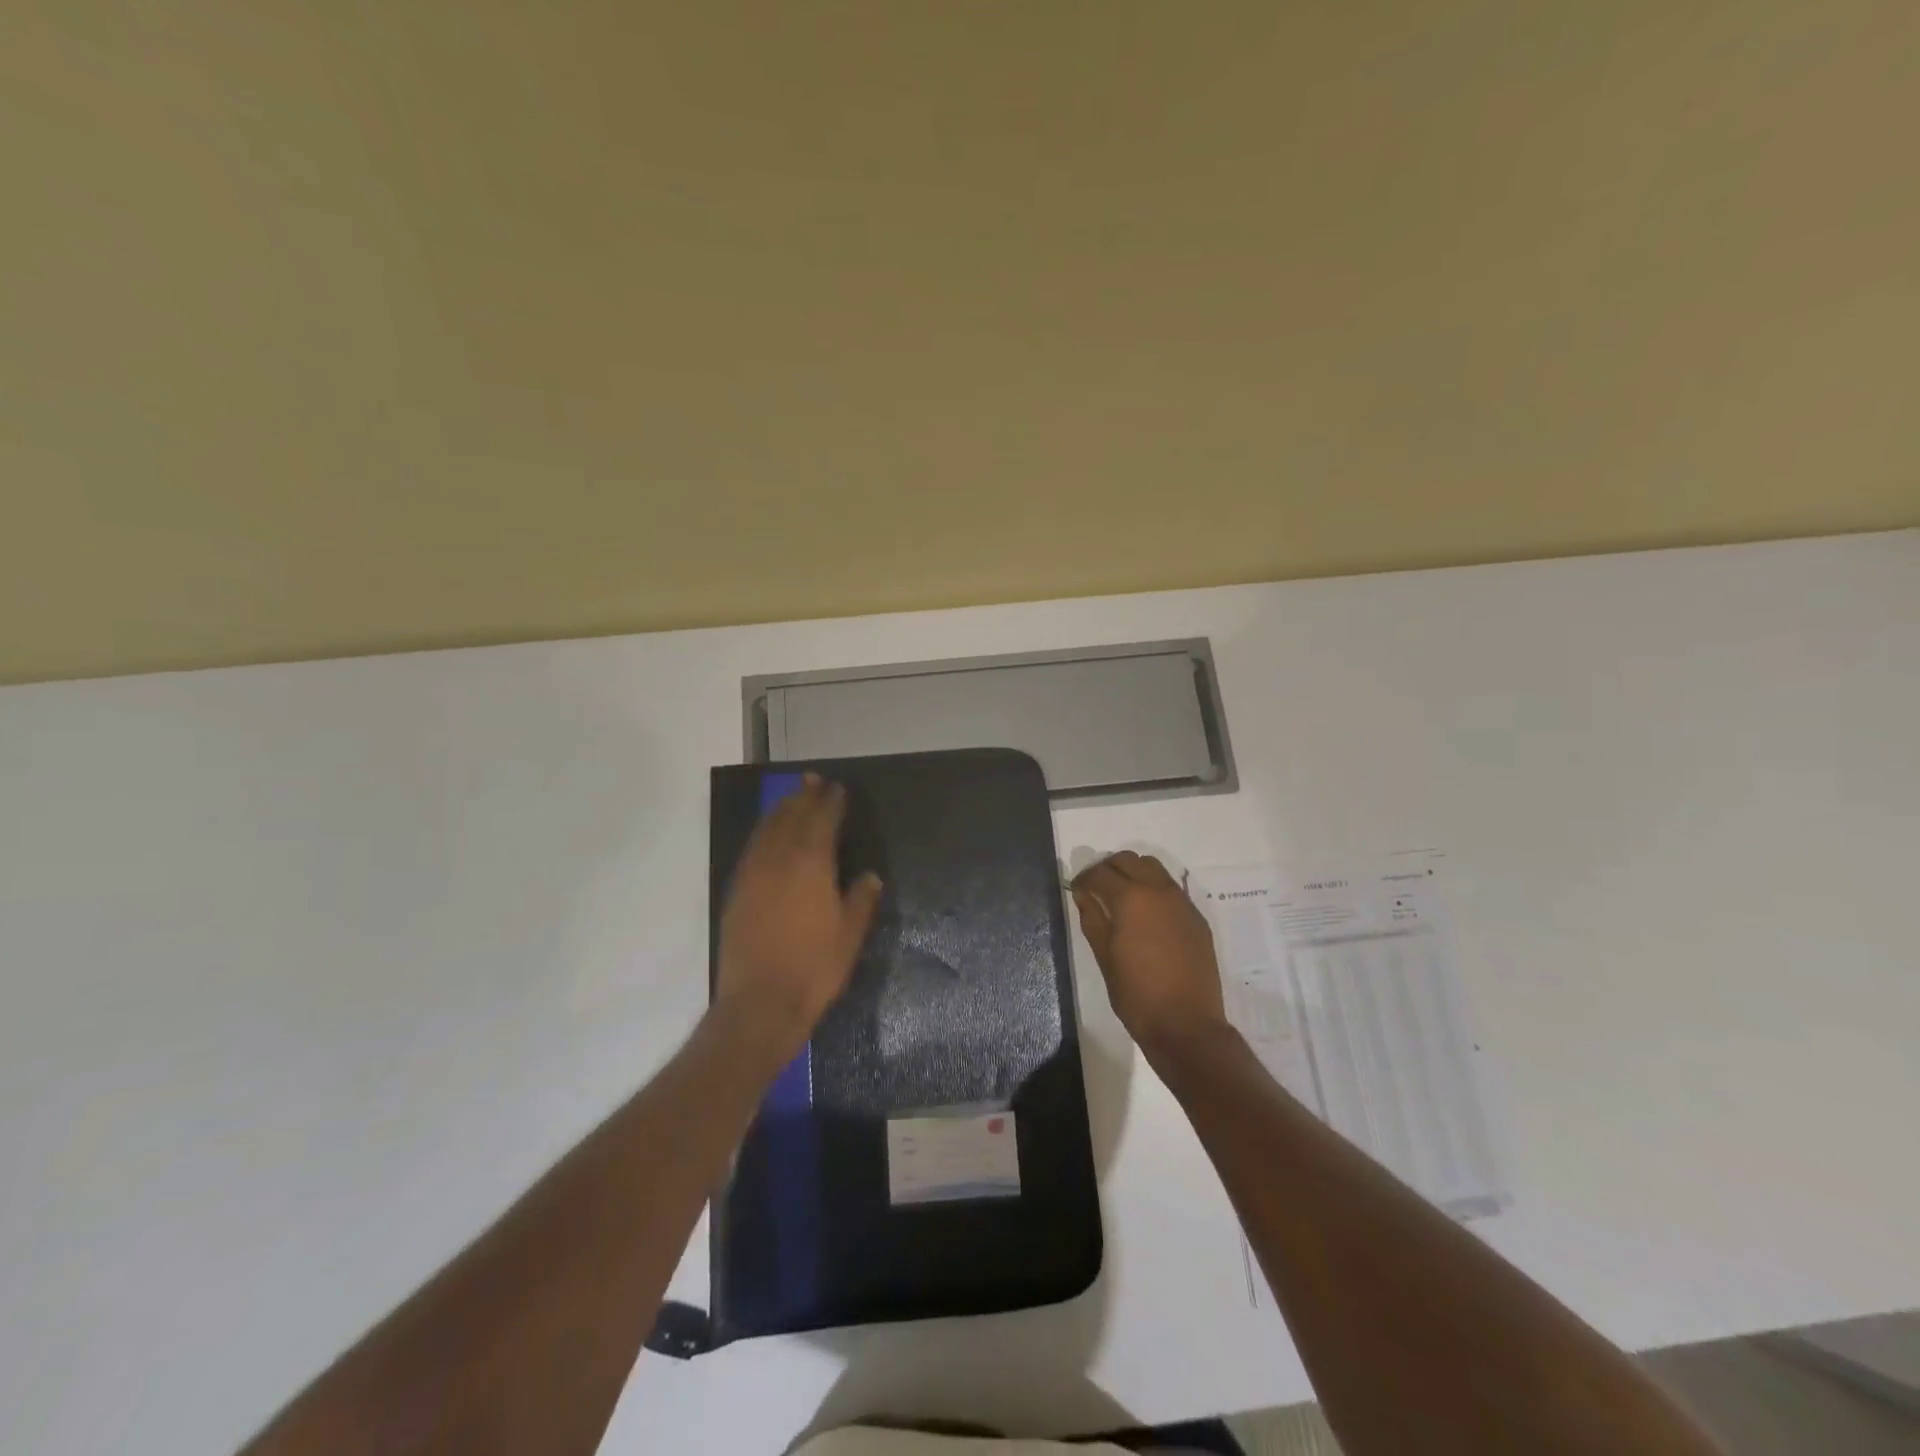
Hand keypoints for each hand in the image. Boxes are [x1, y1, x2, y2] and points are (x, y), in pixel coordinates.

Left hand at [715, 774, 882, 1061]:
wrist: (759, 1003)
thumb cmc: (813, 968)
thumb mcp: (849, 936)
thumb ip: (860, 900)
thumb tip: (869, 877)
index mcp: (811, 865)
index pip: (821, 821)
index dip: (830, 802)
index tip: (838, 788)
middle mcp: (779, 860)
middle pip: (791, 818)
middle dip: (803, 796)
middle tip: (812, 779)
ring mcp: (754, 875)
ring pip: (767, 830)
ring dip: (781, 810)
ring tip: (791, 797)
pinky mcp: (737, 892)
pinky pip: (752, 849)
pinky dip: (763, 833)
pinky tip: (767, 834)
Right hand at [1071, 852, 1228, 1058]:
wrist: (1187, 1025)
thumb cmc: (1136, 995)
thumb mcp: (1104, 957)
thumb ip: (1092, 919)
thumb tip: (1084, 894)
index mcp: (1131, 899)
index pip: (1101, 873)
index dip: (1084, 878)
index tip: (1077, 889)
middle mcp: (1158, 891)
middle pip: (1128, 860)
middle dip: (1108, 868)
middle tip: (1096, 888)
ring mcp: (1182, 902)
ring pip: (1153, 868)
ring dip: (1133, 873)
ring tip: (1121, 896)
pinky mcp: (1196, 917)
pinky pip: (1171, 888)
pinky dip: (1153, 888)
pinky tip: (1146, 914)